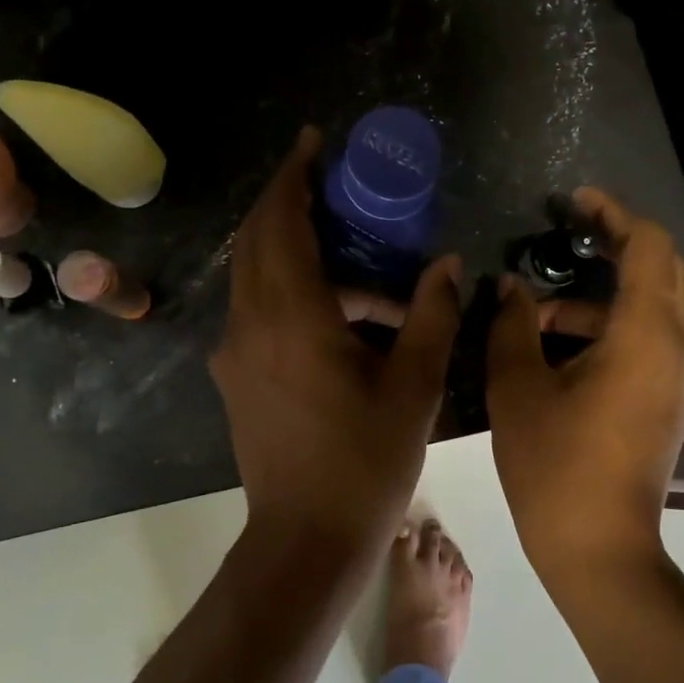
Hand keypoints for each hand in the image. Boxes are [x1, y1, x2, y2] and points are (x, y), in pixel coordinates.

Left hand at [211, 127, 461, 544]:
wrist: (306, 538)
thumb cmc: (365, 461)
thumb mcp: (414, 385)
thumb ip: (432, 316)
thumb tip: (447, 265)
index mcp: (292, 316)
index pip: (281, 223)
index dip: (294, 177)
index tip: (314, 144)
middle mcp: (250, 323)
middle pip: (255, 238)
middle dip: (287, 200)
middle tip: (332, 183)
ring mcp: (236, 351)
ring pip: (254, 274)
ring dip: (294, 249)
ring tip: (357, 258)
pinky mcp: (236, 376)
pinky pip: (257, 308)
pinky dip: (289, 287)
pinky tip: (337, 311)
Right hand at [486, 188, 683, 579]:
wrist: (599, 548)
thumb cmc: (555, 465)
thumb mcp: (519, 387)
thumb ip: (513, 325)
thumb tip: (511, 287)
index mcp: (646, 334)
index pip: (649, 246)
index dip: (613, 214)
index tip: (573, 203)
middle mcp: (677, 346)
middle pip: (661, 269)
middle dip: (616, 244)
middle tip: (565, 235)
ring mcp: (678, 375)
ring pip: (653, 306)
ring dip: (603, 294)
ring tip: (539, 309)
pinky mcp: (669, 398)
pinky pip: (649, 338)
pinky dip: (611, 324)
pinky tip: (559, 346)